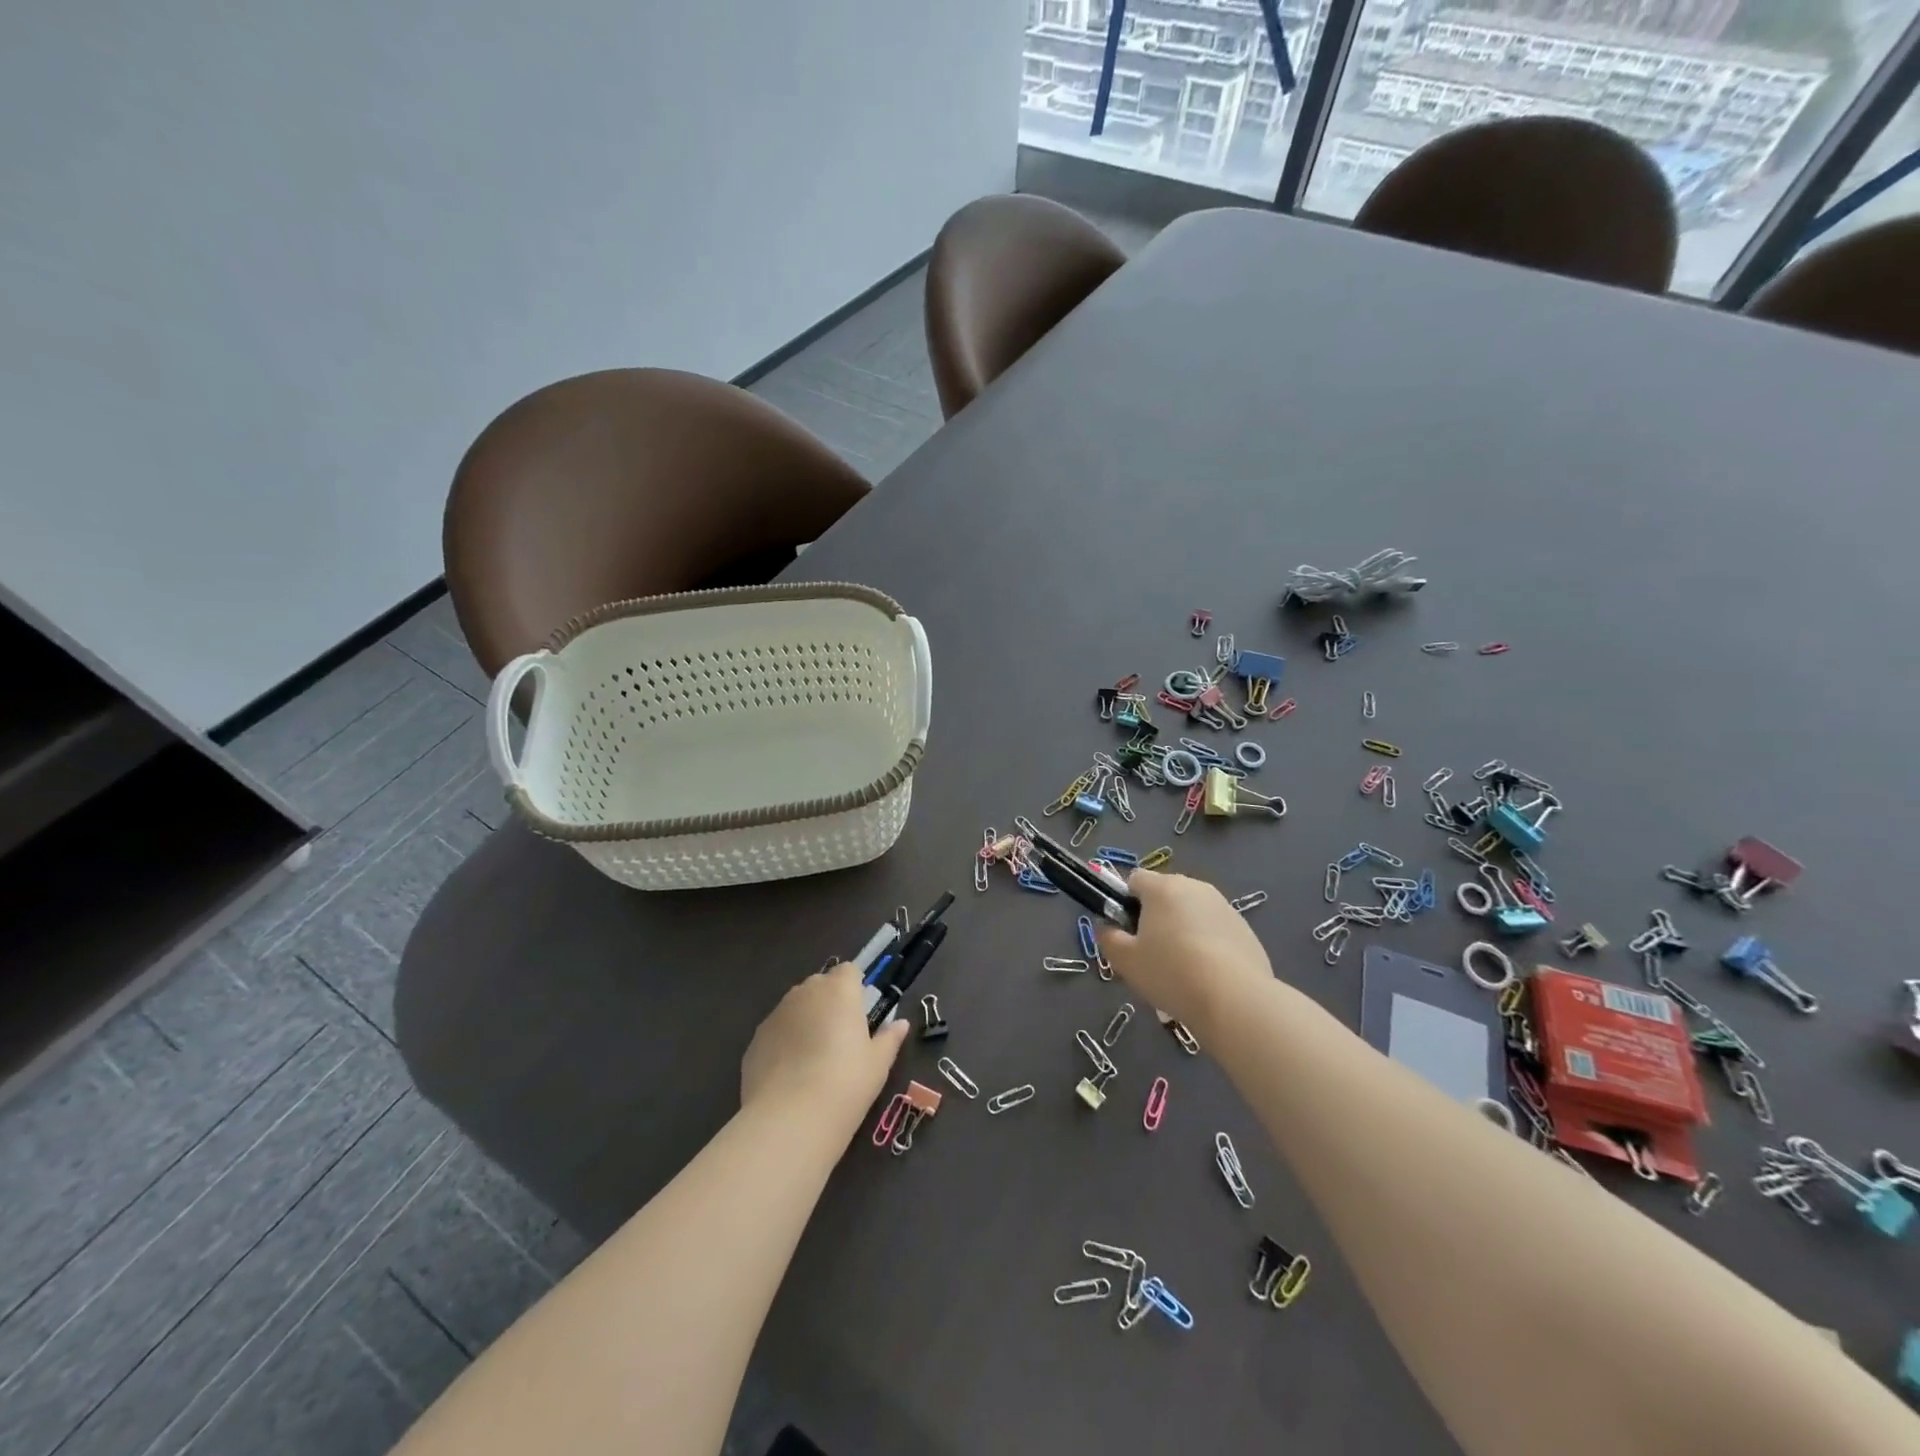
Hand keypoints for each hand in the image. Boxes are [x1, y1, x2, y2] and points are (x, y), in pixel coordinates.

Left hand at [741, 962, 909, 1124]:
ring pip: (796, 1008)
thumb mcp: (878, 1064)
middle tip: (841, 1038)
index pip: (849, 971)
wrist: (790, 1119)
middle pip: (820, 985)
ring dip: (806, 1022)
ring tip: (814, 1060)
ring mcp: (776, 1015)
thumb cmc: (846, 1083)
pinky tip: (791, 1075)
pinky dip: (785, 1044)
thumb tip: (901, 1024)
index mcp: (839, 990)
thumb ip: (889, 1038)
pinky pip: (776, 1032)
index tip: (861, 1014)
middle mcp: (805, 993)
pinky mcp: (755, 1040)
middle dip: (830, 1003)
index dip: (855, 988)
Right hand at [1096, 870, 1272, 1038]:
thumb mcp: (1125, 961)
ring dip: (1182, 930)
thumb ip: (1108, 938)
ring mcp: (1223, 906)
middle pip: (1165, 894)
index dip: (1125, 903)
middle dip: (1155, 917)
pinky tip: (1208, 975)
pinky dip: (1208, 944)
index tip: (1128, 933)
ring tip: (1182, 970)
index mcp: (1162, 887)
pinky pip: (1215, 929)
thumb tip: (1107, 928)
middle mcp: (1194, 887)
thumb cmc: (1171, 973)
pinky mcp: (1245, 928)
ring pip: (1191, 912)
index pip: (1134, 879)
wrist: (1235, 1000)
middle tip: (1151, 955)